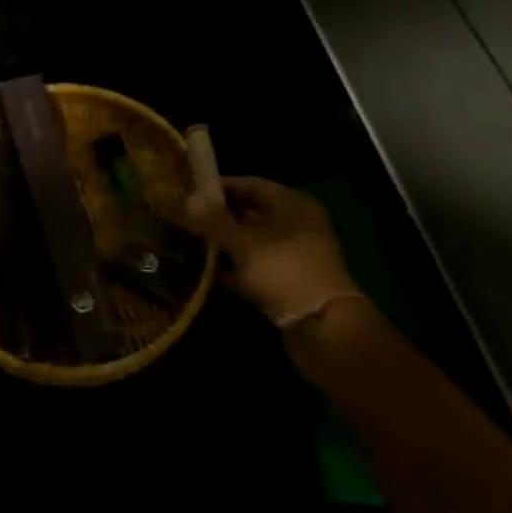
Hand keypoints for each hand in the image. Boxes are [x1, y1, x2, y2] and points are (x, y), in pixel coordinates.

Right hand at [186, 177, 366, 323]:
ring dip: (225, 244)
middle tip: (188, 219)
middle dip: (220, 217)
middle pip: (252, 213)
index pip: (252, 185)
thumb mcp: (244, 243)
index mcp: (293, 204)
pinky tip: (207, 274)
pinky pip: (256, 268)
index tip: (191, 192)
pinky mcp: (289, 283)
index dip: (222, 187)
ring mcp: (294, 256)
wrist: (323, 328)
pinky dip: (235, 269)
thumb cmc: (284, 271)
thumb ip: (215, 221)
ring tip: (192, 244)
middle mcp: (297, 225)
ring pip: (253, 242)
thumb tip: (188, 198)